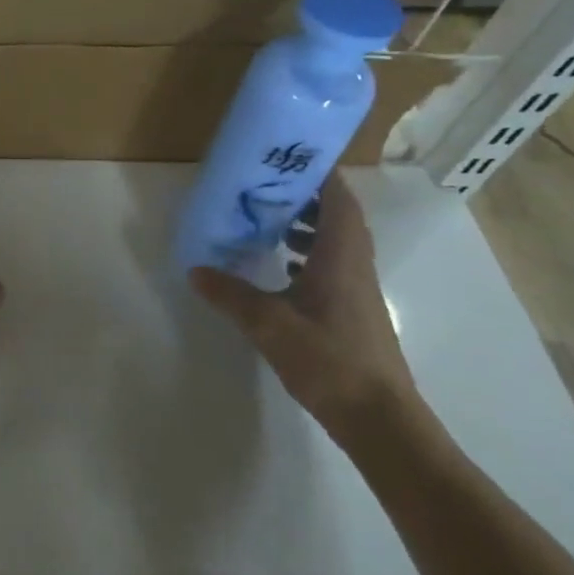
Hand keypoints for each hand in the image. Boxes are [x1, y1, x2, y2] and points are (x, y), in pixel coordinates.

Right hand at [189, 174, 418, 438]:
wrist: (378, 417)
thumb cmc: (329, 360)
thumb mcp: (269, 325)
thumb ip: (230, 295)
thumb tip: (195, 269)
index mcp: (341, 257)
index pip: (338, 201)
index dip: (320, 175)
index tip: (290, 157)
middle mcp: (354, 265)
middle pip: (338, 217)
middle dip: (307, 196)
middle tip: (266, 187)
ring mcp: (357, 290)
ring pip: (336, 242)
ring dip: (308, 226)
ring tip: (269, 222)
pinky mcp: (352, 311)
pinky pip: (332, 265)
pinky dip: (309, 254)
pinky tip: (281, 268)